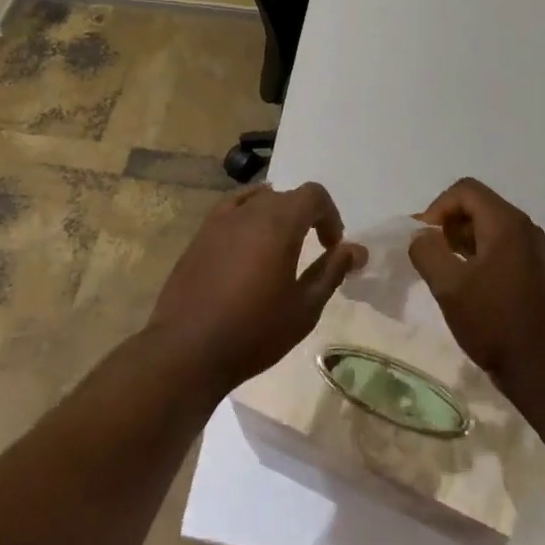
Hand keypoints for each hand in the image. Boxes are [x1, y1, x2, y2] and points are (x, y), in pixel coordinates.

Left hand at [146, 182, 366, 396]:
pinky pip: (231, 210)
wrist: (187, 349)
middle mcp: (250, 211)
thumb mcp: (304, 307)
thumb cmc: (254, 331)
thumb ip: (332, 271)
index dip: (330, 216)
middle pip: (286, 196)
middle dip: (306, 216)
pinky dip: (248, 217)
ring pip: (258, 200)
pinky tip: (247, 242)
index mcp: (279, 222)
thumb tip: (357, 250)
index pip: (313, 195)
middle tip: (313, 250)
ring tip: (279, 248)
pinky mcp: (200, 235)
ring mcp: (220, 220)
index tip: (332, 247)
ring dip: (276, 216)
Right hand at [409, 178, 544, 387]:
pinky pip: (498, 245)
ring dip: (460, 240)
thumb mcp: (448, 286)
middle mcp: (524, 227)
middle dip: (447, 224)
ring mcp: (532, 249)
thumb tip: (420, 237)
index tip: (423, 239)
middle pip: (477, 204)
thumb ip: (426, 251)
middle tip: (429, 254)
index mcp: (506, 223)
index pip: (464, 191)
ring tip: (443, 270)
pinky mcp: (534, 269)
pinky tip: (464, 283)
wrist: (542, 369)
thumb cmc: (494, 322)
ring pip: (487, 226)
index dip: (437, 208)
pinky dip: (476, 253)